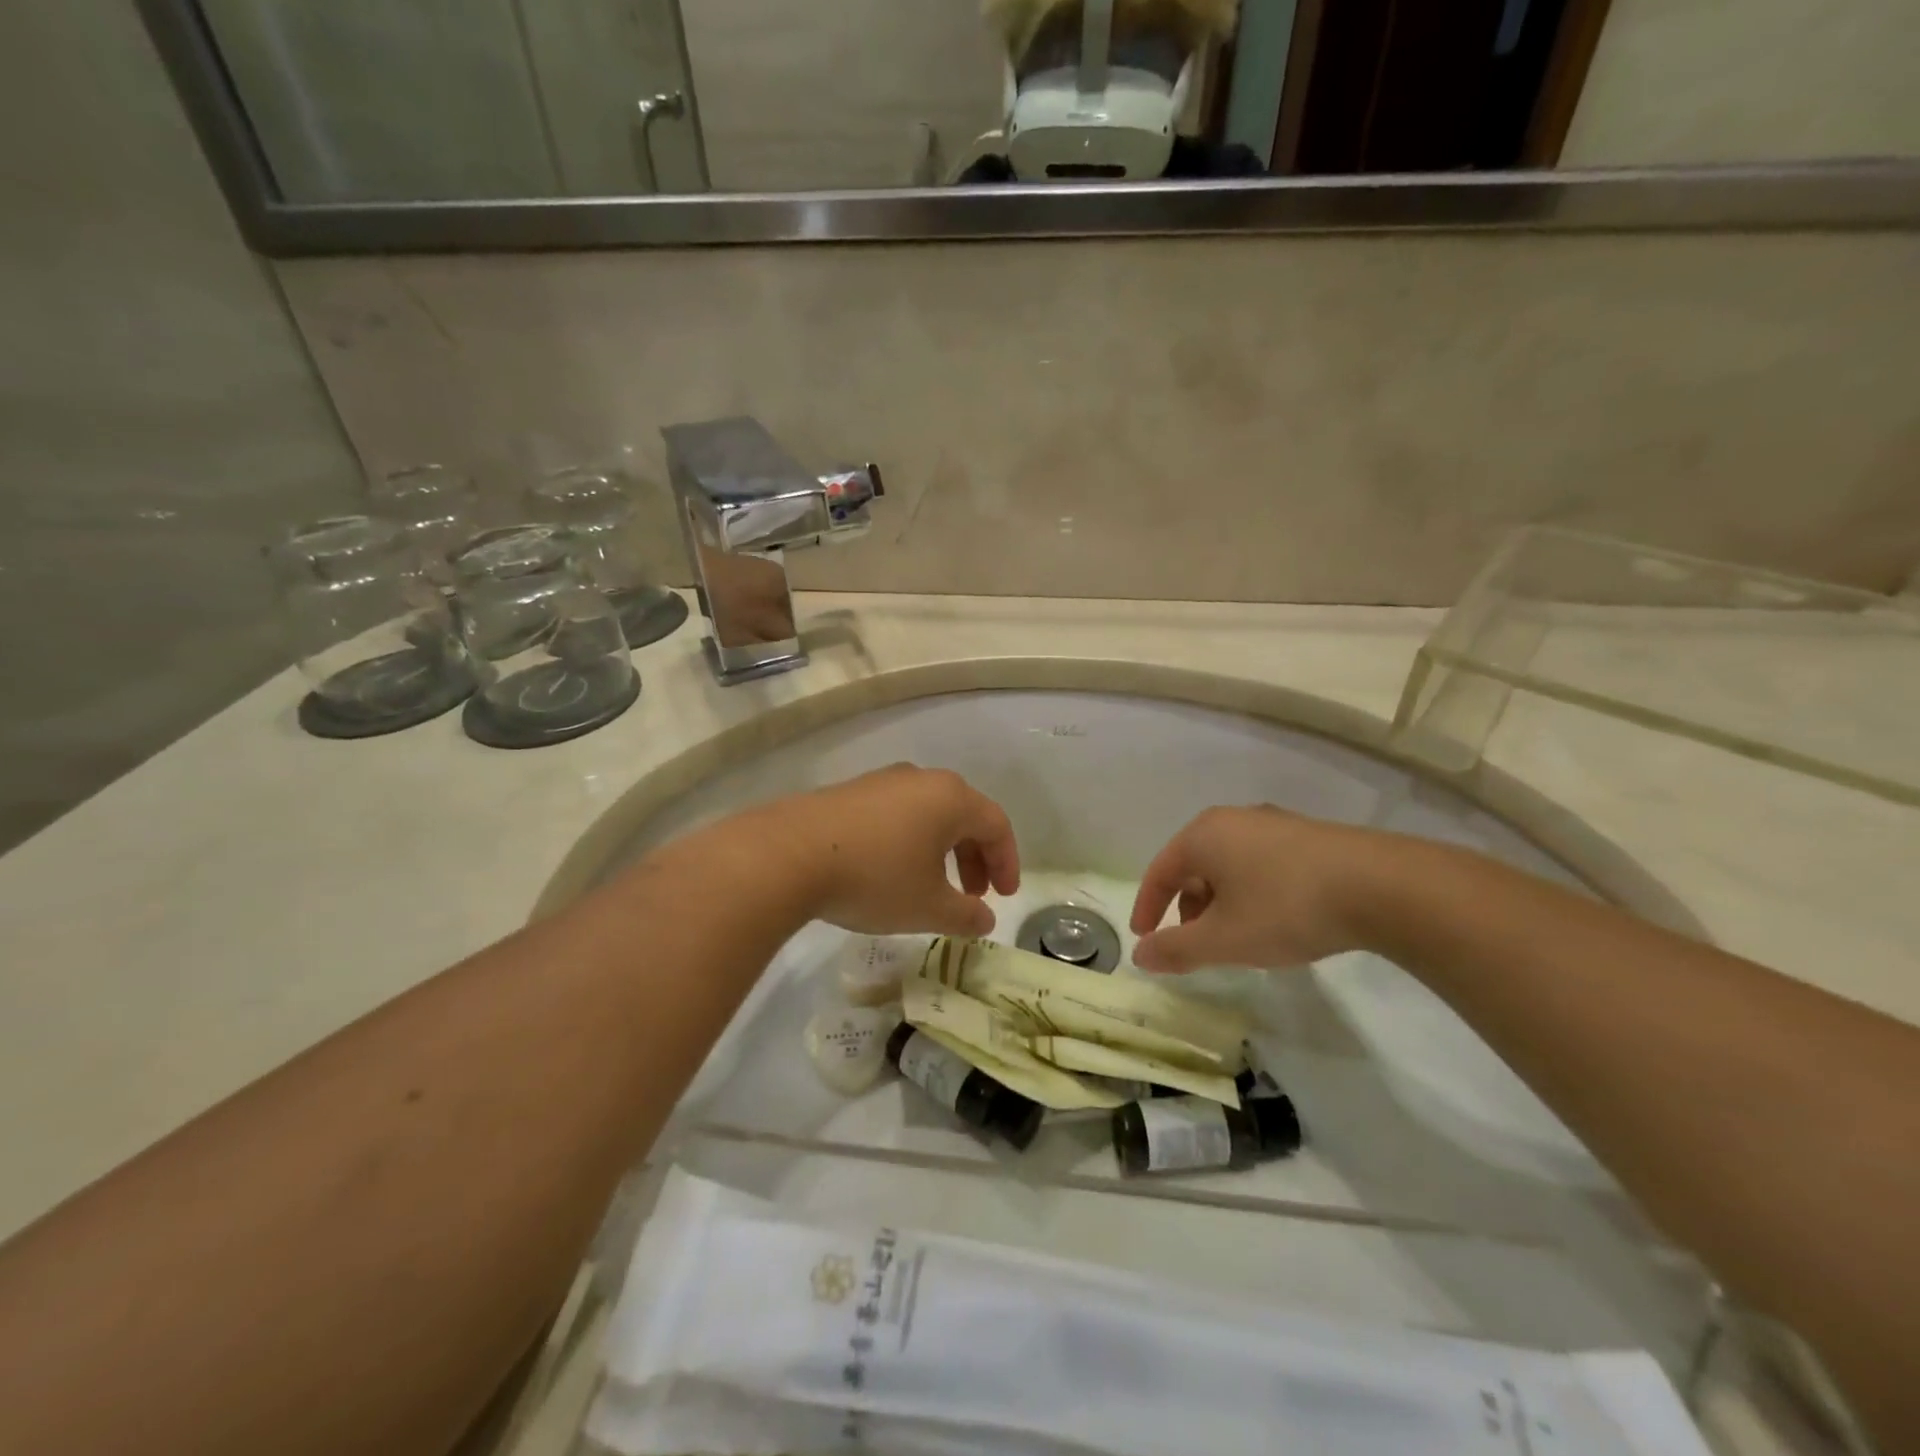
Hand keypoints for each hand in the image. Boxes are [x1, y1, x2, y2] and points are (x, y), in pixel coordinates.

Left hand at [760, 765, 1020, 936]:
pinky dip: (909, 842)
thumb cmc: (875, 878)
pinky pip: (896, 814)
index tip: (1003, 898)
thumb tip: (985, 920)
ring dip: (941, 851)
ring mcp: (882, 781)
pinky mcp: (850, 792)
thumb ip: (966, 915)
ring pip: (928, 814)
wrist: (789, 855)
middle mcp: (921, 779)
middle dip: (974, 858)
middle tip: (972, 896)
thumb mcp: (928, 907)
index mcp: (951, 798)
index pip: (996, 825)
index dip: (1007, 863)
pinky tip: (891, 871)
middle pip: (963, 816)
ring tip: (932, 887)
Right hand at [1128, 805, 1381, 972]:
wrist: (1381, 886)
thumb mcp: (1224, 939)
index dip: (1147, 907)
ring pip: (1229, 865)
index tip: (1143, 938)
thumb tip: (1140, 956)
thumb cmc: (1285, 908)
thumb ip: (1176, 949)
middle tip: (1193, 943)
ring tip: (1236, 937)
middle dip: (1187, 907)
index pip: (1160, 871)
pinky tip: (1274, 920)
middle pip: (1194, 866)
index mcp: (1203, 835)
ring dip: (1220, 902)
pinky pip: (1261, 864)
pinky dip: (1251, 892)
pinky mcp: (1308, 837)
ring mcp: (1274, 824)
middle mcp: (1233, 820)